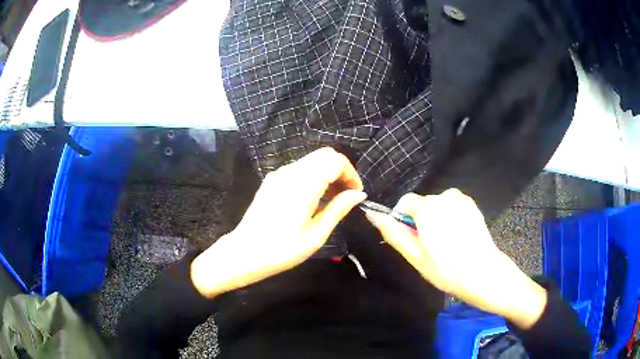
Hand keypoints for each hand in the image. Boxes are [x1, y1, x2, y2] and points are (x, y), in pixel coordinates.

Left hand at [191, 147, 366, 297]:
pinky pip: (300, 169)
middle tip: (346, 196)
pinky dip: (313, 177)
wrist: (245, 253)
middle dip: (341, 171)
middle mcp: (290, 172)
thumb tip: (359, 194)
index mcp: (303, 184)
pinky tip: (314, 200)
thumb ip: (338, 209)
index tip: (356, 194)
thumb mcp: (316, 234)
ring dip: (327, 174)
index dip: (351, 174)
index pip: (335, 160)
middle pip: (324, 155)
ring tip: (332, 200)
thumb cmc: (282, 249)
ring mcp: (279, 174)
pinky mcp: (272, 180)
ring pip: (312, 161)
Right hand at [365, 189, 546, 328]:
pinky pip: (453, 207)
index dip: (403, 219)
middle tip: (428, 247)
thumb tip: (372, 214)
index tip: (410, 239)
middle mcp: (445, 196)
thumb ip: (392, 232)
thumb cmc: (445, 268)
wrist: (482, 272)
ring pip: (438, 206)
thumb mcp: (414, 254)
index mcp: (428, 207)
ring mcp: (461, 199)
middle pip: (423, 204)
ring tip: (445, 244)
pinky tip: (457, 238)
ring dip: (436, 219)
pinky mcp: (472, 205)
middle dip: (421, 221)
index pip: (405, 202)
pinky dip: (450, 218)